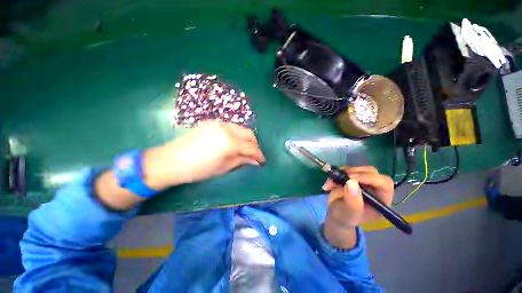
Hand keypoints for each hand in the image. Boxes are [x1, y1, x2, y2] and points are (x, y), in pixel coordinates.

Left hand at [143, 121, 264, 189]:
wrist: (172, 160)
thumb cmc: (199, 169)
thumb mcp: (223, 167)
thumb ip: (242, 161)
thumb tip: (256, 161)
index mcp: (230, 142)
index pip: (251, 147)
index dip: (259, 155)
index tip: (262, 161)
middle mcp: (227, 128)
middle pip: (249, 134)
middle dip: (254, 144)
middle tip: (255, 155)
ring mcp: (219, 123)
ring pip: (241, 128)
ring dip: (246, 139)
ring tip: (245, 149)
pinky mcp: (212, 122)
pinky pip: (231, 127)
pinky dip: (237, 134)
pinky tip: (233, 142)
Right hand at [322, 166, 393, 248]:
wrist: (335, 214)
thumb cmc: (344, 218)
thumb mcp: (348, 214)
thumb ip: (352, 202)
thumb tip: (352, 183)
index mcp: (381, 200)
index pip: (384, 183)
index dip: (369, 178)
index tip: (350, 178)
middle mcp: (375, 188)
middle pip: (371, 172)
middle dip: (353, 173)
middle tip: (339, 177)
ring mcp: (364, 181)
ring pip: (357, 169)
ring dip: (342, 173)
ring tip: (330, 183)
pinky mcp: (353, 177)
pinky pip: (346, 169)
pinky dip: (336, 173)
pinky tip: (330, 183)